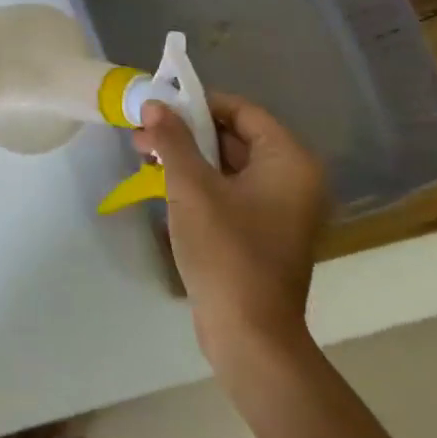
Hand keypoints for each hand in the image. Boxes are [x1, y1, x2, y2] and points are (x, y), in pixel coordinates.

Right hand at [134, 94, 327, 386]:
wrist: (248, 334)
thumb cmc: (226, 252)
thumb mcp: (192, 188)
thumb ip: (173, 140)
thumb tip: (155, 104)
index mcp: (289, 162)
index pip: (243, 111)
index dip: (199, 103)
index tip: (160, 105)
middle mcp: (293, 180)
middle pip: (235, 137)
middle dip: (186, 131)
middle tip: (143, 131)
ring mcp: (280, 209)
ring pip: (229, 165)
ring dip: (188, 156)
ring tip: (143, 153)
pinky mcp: (263, 232)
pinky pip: (230, 191)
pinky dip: (199, 182)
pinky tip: (162, 182)